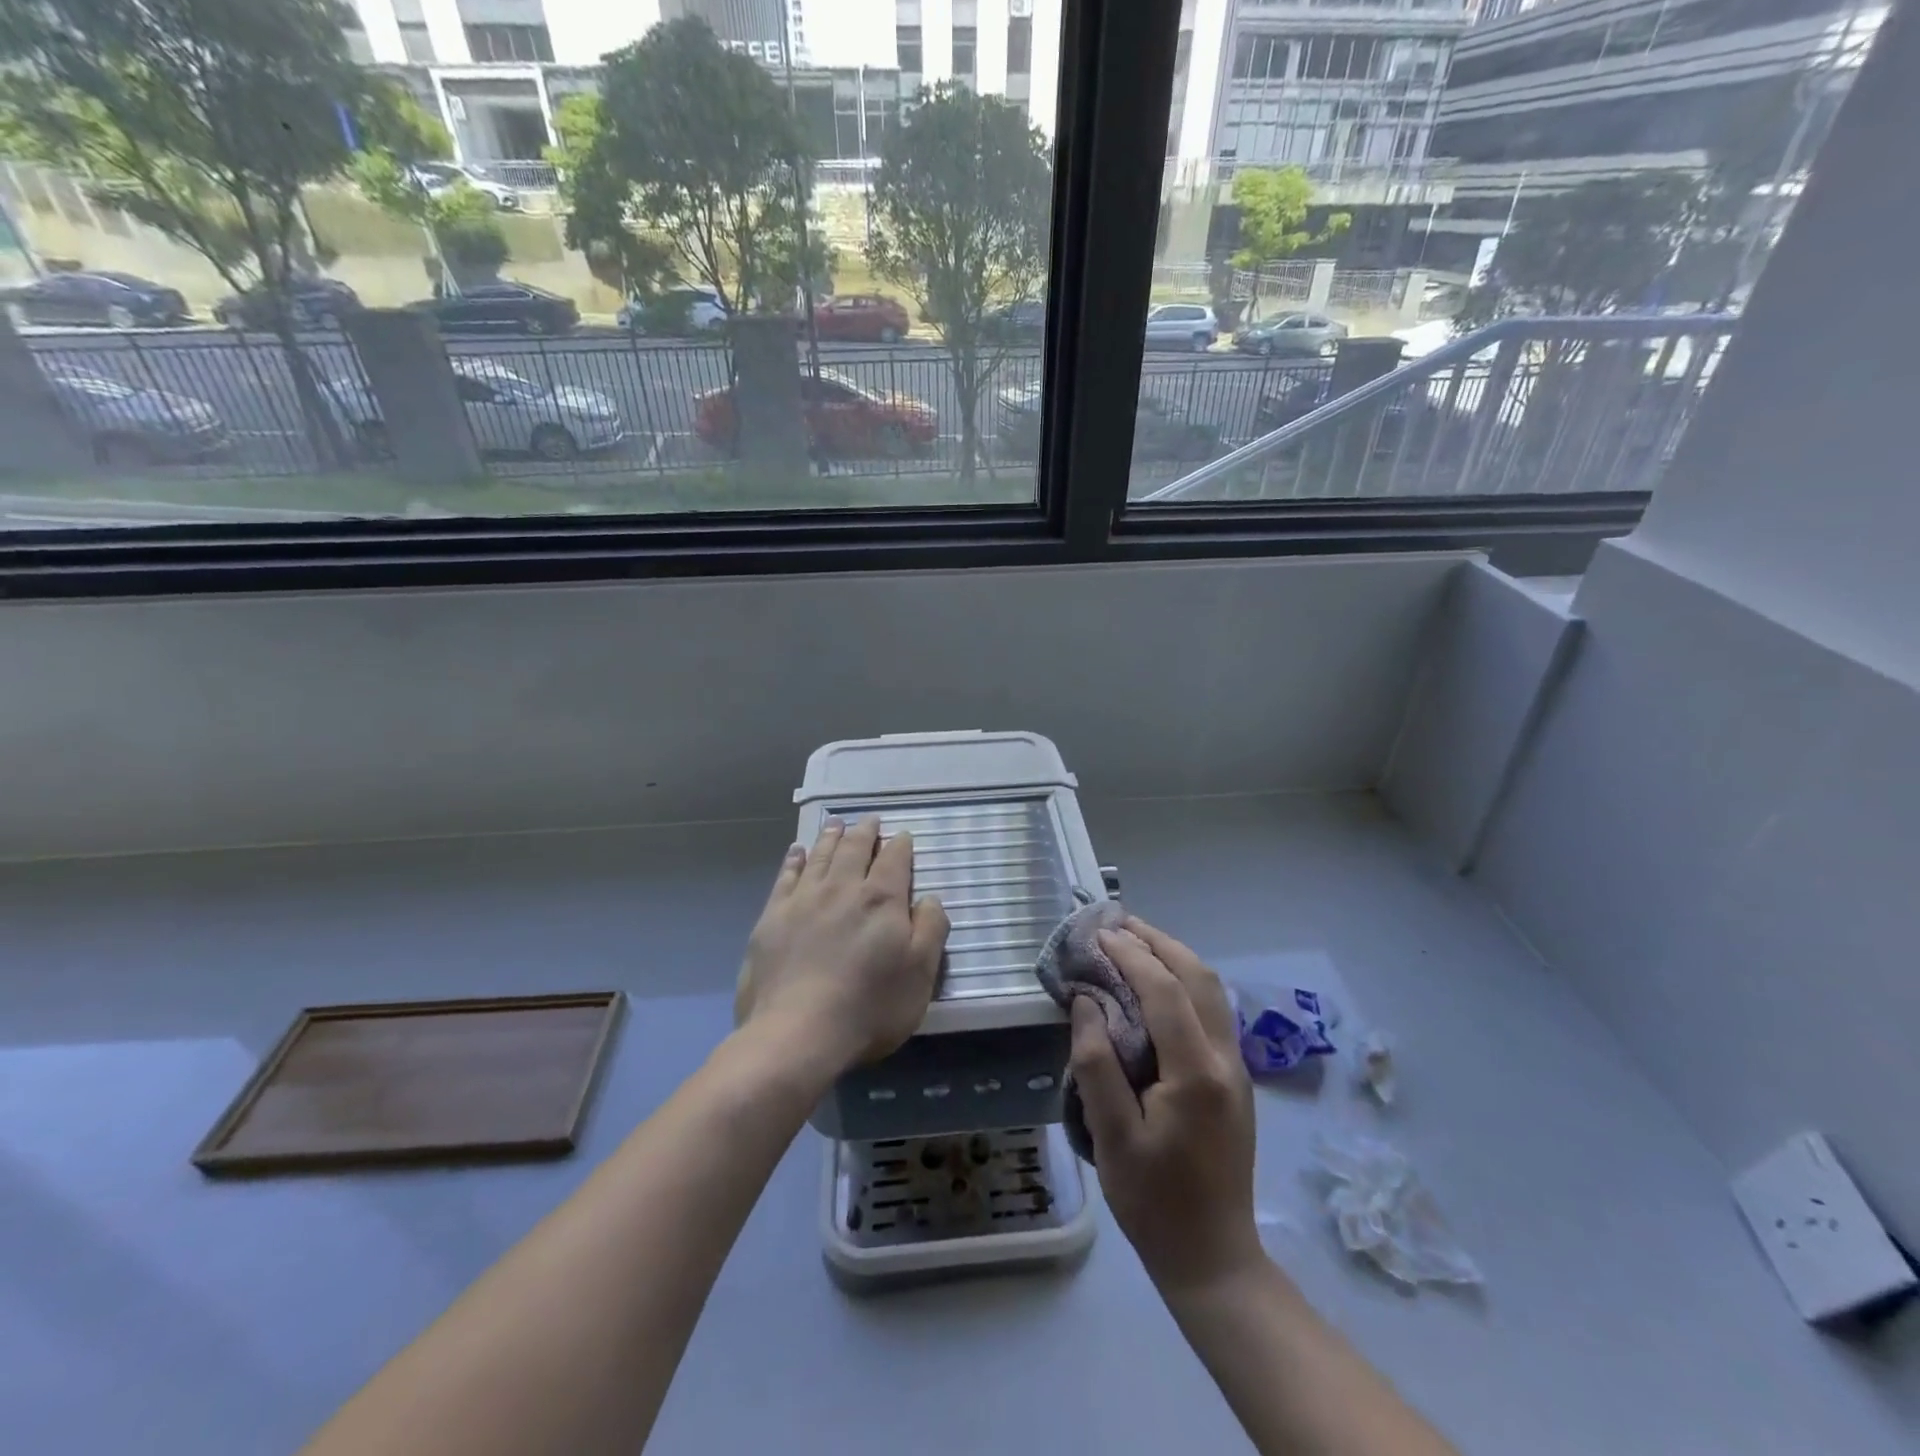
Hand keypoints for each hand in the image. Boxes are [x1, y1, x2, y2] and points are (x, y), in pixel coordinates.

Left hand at [734, 816, 949, 1073]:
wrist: (797, 1033)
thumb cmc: (869, 1007)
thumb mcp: (920, 974)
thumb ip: (931, 929)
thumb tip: (929, 898)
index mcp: (881, 900)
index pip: (894, 859)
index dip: (900, 845)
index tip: (902, 835)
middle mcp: (842, 888)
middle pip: (854, 849)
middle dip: (865, 832)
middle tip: (869, 819)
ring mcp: (803, 900)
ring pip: (821, 856)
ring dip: (831, 837)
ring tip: (836, 824)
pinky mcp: (772, 917)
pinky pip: (786, 876)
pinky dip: (795, 860)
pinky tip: (798, 852)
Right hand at [1069, 916, 1260, 1292]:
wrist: (1214, 1258)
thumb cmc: (1153, 1202)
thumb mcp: (1111, 1137)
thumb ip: (1096, 1063)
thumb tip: (1086, 1001)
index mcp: (1197, 1074)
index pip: (1165, 991)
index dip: (1132, 956)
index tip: (1100, 934)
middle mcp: (1227, 1061)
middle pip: (1199, 978)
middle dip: (1159, 942)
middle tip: (1118, 924)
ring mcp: (1238, 1069)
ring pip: (1213, 990)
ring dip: (1176, 957)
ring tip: (1136, 942)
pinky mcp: (1236, 1080)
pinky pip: (1214, 1010)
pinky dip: (1185, 982)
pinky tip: (1159, 984)